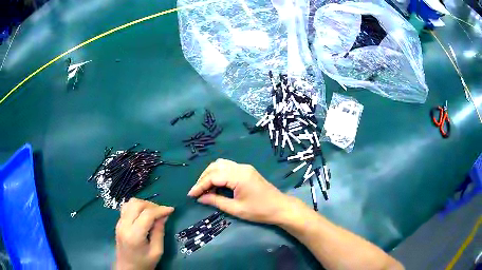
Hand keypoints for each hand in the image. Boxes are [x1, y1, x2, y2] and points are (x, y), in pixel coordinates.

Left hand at [115, 198, 173, 269]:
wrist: (128, 268)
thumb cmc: (144, 263)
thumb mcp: (157, 251)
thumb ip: (159, 232)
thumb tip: (164, 216)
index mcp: (134, 235)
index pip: (147, 214)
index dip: (160, 210)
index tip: (171, 210)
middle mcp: (124, 225)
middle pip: (136, 204)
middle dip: (151, 205)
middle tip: (162, 212)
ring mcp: (119, 223)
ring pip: (130, 203)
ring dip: (143, 204)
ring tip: (153, 213)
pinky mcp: (118, 223)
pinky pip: (126, 208)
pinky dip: (136, 207)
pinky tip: (143, 215)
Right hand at [187, 159, 297, 224]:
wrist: (280, 207)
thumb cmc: (259, 211)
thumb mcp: (236, 209)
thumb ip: (216, 201)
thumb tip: (200, 198)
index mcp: (238, 176)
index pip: (213, 177)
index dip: (200, 185)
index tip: (191, 195)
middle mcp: (240, 167)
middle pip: (215, 166)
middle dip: (203, 178)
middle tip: (197, 191)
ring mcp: (245, 167)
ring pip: (221, 164)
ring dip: (210, 174)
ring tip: (204, 188)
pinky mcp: (247, 170)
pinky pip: (228, 167)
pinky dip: (219, 174)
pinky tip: (216, 184)